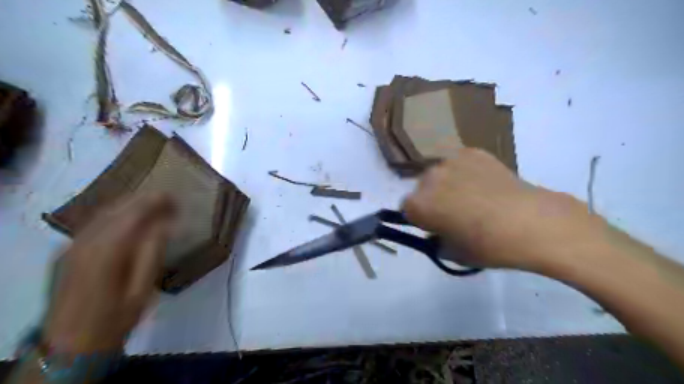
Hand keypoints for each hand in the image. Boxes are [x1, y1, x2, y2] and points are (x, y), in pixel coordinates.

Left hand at [44, 194, 173, 351]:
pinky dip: (116, 214)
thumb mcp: (143, 287)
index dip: (156, 202)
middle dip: (145, 199)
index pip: (134, 213)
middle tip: (169, 199)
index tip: (176, 198)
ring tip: (154, 204)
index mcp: (107, 251)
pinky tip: (129, 217)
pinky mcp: (67, 252)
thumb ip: (154, 251)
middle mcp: (86, 242)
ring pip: (104, 213)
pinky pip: (94, 223)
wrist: (70, 345)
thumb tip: (168, 224)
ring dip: (130, 204)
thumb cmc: (116, 317)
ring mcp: (72, 245)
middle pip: (118, 208)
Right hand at [402, 148, 596, 269]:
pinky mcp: (472, 152)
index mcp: (418, 204)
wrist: (532, 222)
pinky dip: (466, 173)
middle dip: (432, 199)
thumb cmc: (488, 245)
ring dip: (448, 184)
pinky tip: (486, 185)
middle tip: (454, 213)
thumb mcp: (454, 254)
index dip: (419, 219)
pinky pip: (460, 164)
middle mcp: (428, 178)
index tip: (434, 226)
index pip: (406, 209)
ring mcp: (450, 161)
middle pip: (422, 189)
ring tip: (472, 197)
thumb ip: (437, 241)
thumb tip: (439, 232)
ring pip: (441, 174)